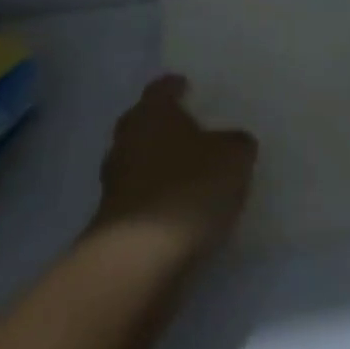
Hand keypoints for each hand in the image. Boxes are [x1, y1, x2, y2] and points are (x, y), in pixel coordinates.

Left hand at [92, 75, 256, 265]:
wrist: (140, 261)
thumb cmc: (188, 189)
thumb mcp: (234, 157)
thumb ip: (236, 143)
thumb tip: (234, 142)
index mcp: (152, 112)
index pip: (162, 87)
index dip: (177, 86)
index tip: (190, 88)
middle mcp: (127, 139)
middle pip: (145, 123)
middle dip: (166, 126)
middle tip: (194, 131)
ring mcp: (114, 182)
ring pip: (140, 161)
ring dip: (160, 165)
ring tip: (191, 174)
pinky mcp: (113, 222)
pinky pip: (140, 198)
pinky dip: (157, 200)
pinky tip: (180, 210)